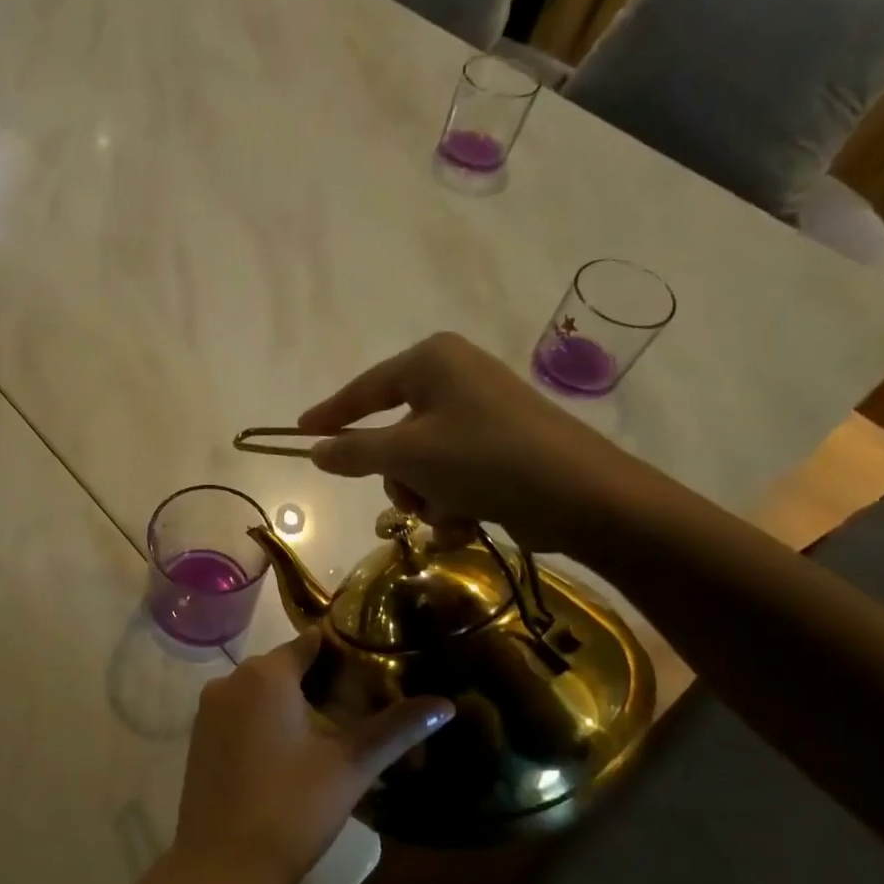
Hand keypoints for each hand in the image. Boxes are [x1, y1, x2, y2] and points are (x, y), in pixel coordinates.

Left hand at [166, 632, 453, 883]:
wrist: (220, 869)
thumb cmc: (290, 810)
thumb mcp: (350, 768)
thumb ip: (396, 729)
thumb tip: (445, 703)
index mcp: (264, 674)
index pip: (312, 642)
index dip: (347, 651)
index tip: (379, 666)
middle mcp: (230, 679)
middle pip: (287, 664)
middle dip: (325, 679)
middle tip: (367, 704)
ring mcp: (210, 708)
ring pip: (263, 690)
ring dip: (297, 702)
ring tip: (338, 730)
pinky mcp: (200, 736)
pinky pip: (242, 712)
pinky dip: (269, 720)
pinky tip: (296, 751)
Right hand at [296, 331, 662, 555]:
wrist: (582, 496)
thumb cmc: (484, 459)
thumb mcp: (407, 456)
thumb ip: (354, 451)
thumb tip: (315, 450)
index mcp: (432, 362)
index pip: (364, 388)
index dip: (330, 414)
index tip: (300, 432)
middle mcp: (456, 378)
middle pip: (394, 433)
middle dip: (397, 476)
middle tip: (408, 499)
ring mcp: (482, 413)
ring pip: (421, 461)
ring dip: (425, 496)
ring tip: (449, 514)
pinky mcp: (502, 446)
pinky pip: (452, 473)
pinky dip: (452, 502)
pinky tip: (469, 522)